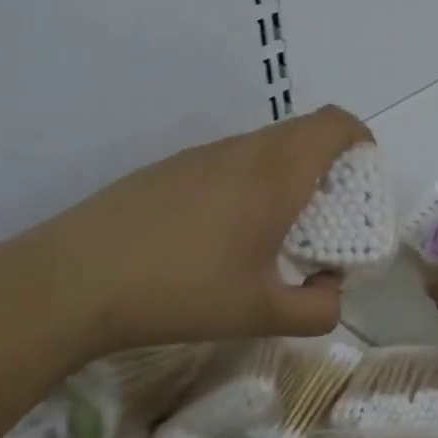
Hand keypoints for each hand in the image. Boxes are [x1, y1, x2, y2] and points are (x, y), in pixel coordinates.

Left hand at [0, 105, 372, 358]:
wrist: (76, 279)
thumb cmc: (182, 291)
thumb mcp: (262, 314)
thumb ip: (318, 309)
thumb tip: (331, 290)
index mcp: (276, 173)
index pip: (335, 124)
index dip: (360, 141)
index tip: (361, 183)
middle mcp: (243, 150)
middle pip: (303, 132)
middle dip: (327, 166)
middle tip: (324, 219)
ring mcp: (201, 155)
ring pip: (263, 147)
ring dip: (284, 176)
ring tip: (272, 233)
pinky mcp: (169, 168)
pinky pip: (228, 162)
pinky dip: (247, 183)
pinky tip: (219, 236)